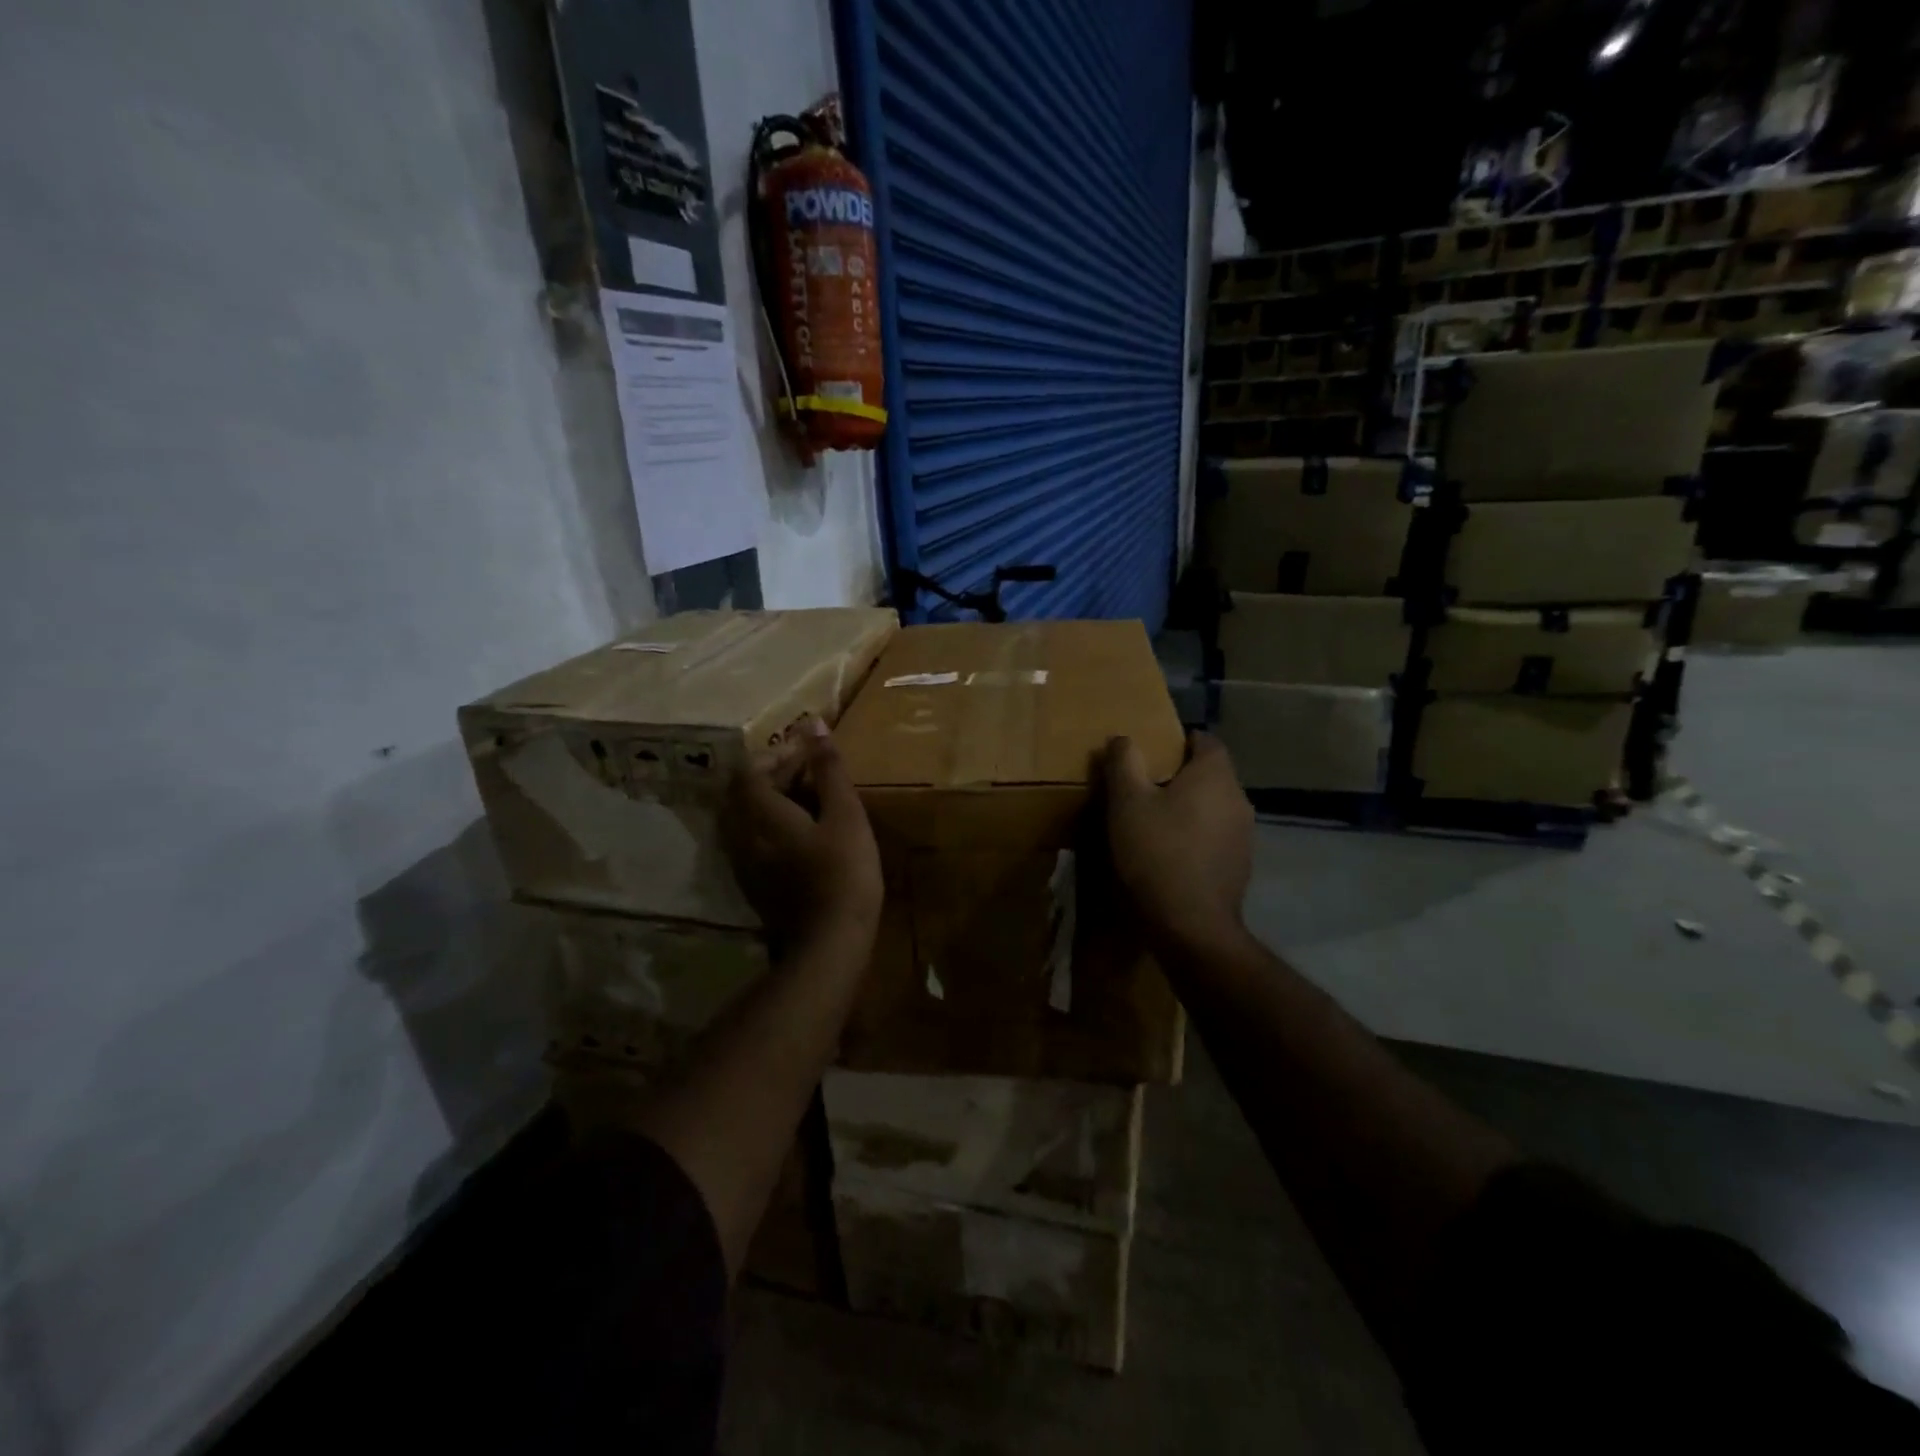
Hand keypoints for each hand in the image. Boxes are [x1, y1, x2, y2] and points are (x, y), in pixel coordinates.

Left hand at [722, 719, 882, 955]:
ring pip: (745, 818)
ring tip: (806, 798)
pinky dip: (771, 825)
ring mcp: (745, 864)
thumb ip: (828, 768)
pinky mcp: (754, 884)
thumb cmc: (843, 872)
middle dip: (772, 774)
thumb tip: (812, 723)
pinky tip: (800, 832)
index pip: (749, 770)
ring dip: (770, 800)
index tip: (808, 751)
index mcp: (761, 814)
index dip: (775, 754)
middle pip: (742, 792)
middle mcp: (742, 835)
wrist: (829, 943)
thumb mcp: (845, 814)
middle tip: (808, 771)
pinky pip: (752, 841)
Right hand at [1102, 732, 1254, 956]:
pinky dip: (1197, 835)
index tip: (1153, 752)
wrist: (1191, 924)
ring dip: (1190, 807)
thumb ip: (1123, 762)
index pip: (1206, 740)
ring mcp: (1245, 833)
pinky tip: (1173, 852)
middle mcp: (1238, 798)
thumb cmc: (1157, 852)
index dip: (1181, 740)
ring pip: (1215, 806)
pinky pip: (1217, 835)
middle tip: (1146, 786)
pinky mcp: (1241, 864)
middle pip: (1211, 774)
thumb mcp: (1126, 802)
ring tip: (1156, 820)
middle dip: (1182, 775)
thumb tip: (1123, 738)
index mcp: (1215, 775)